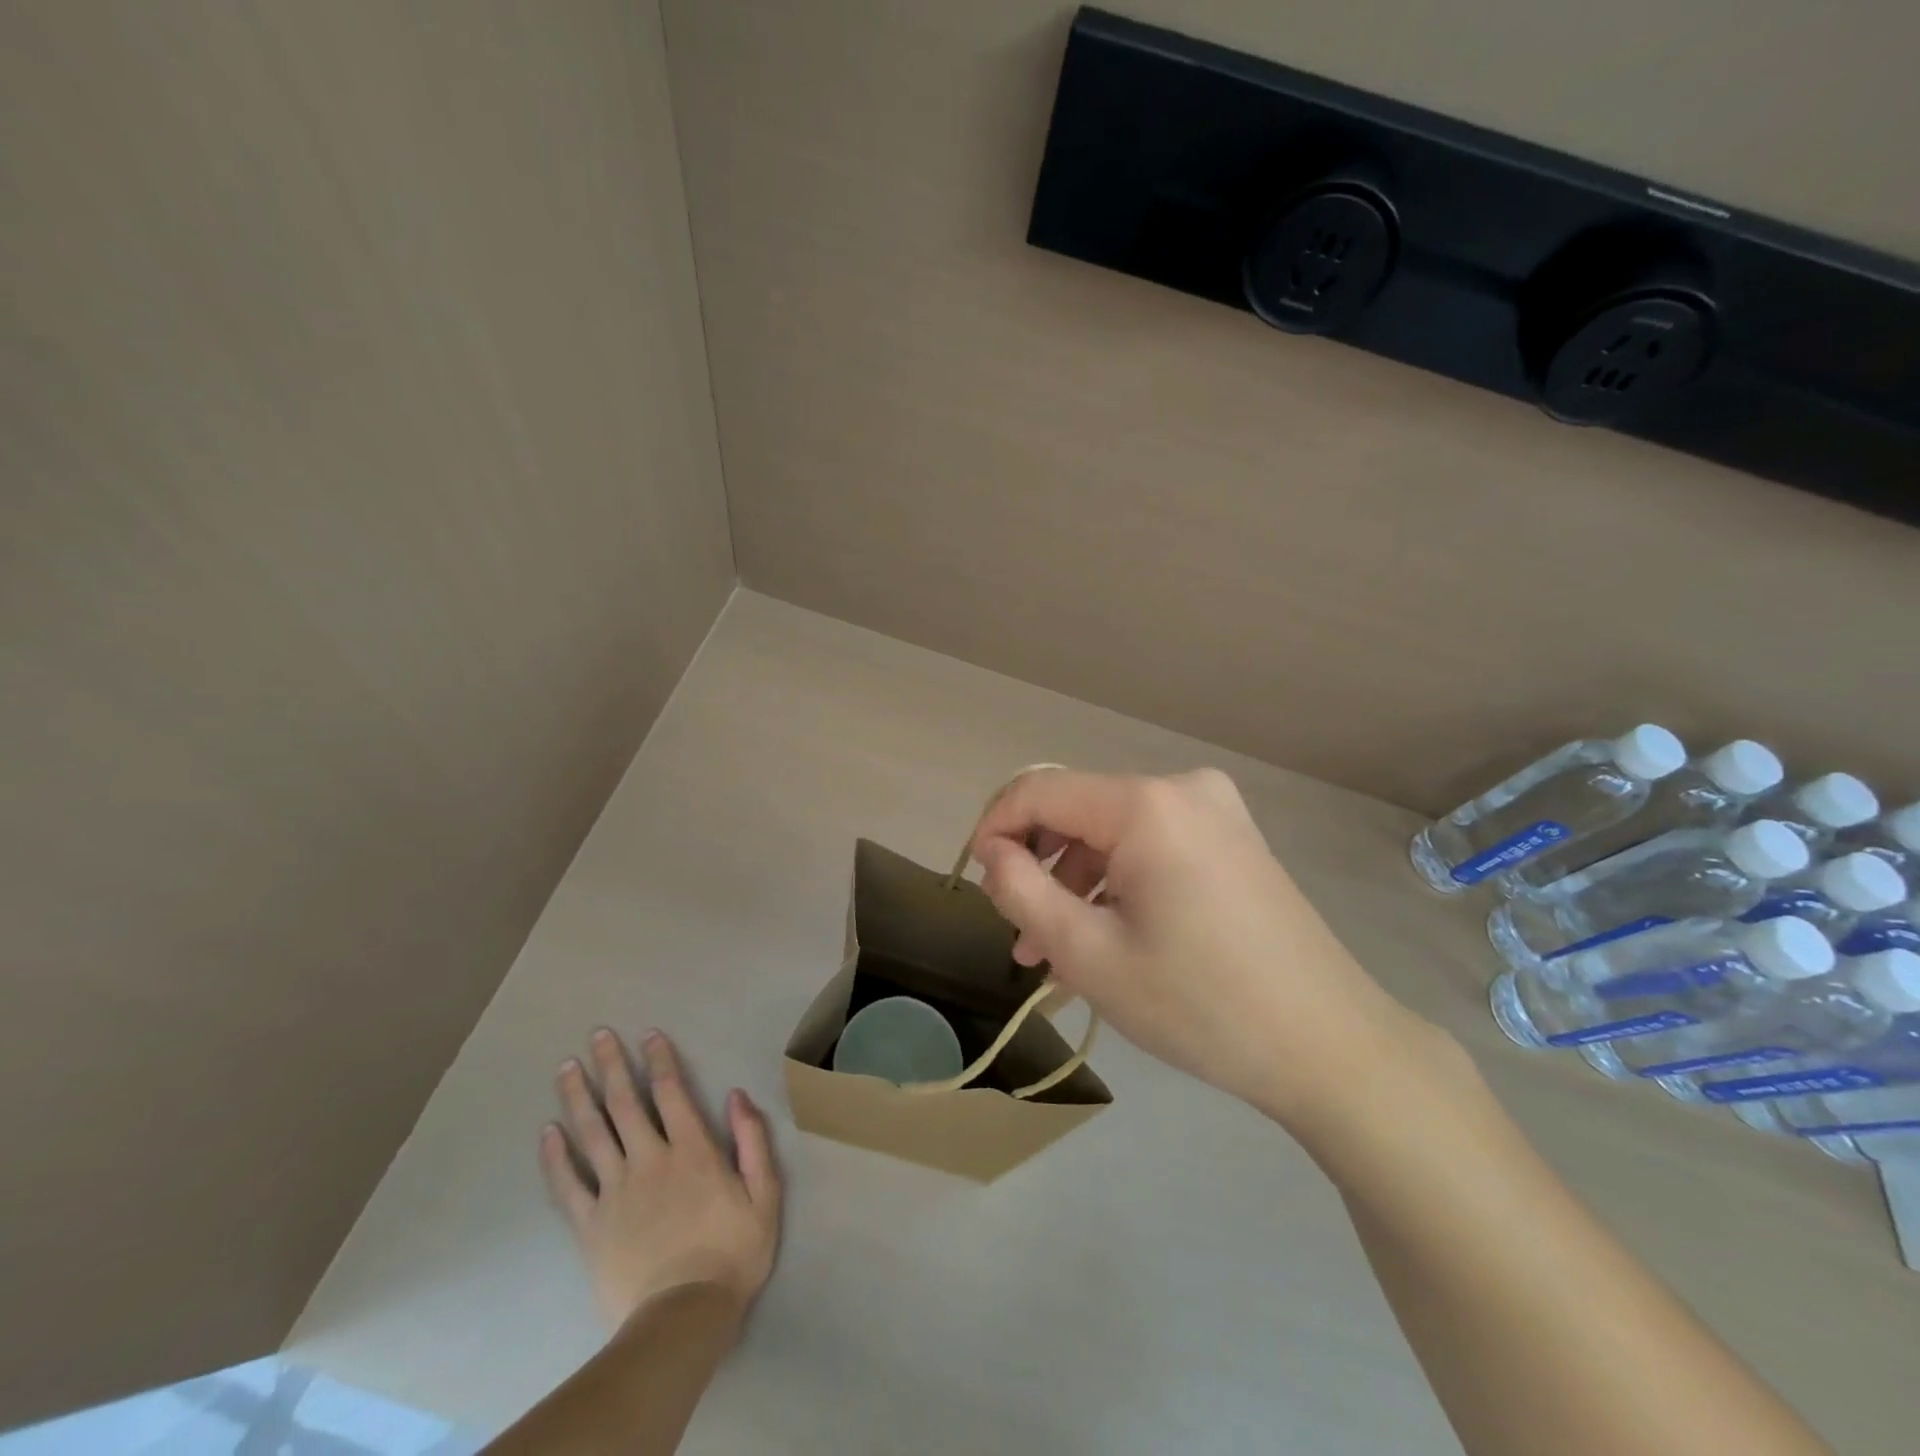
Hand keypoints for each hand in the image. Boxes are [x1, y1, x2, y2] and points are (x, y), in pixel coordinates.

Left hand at [541, 1029, 780, 1330]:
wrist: (682, 1319)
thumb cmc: (731, 1253)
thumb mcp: (765, 1194)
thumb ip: (752, 1141)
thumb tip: (736, 1095)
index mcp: (692, 1150)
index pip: (671, 1092)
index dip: (659, 1060)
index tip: (648, 1034)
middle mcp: (649, 1160)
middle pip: (625, 1104)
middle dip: (611, 1065)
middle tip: (597, 1035)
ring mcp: (615, 1191)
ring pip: (592, 1134)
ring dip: (578, 1097)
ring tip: (566, 1068)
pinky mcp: (590, 1225)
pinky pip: (568, 1185)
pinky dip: (555, 1157)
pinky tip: (547, 1133)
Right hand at [970, 768, 1438, 1131]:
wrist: (1331, 1047)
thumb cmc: (1201, 1004)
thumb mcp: (1089, 954)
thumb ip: (1022, 892)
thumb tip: (993, 853)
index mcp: (1146, 805)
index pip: (1039, 790)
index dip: (995, 827)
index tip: (976, 881)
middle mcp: (1182, 788)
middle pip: (1078, 812)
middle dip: (1039, 869)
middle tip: (1021, 938)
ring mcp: (1215, 811)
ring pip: (1113, 833)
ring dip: (1076, 885)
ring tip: (1057, 956)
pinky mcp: (1233, 839)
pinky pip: (1151, 846)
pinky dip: (1118, 884)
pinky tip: (1108, 940)